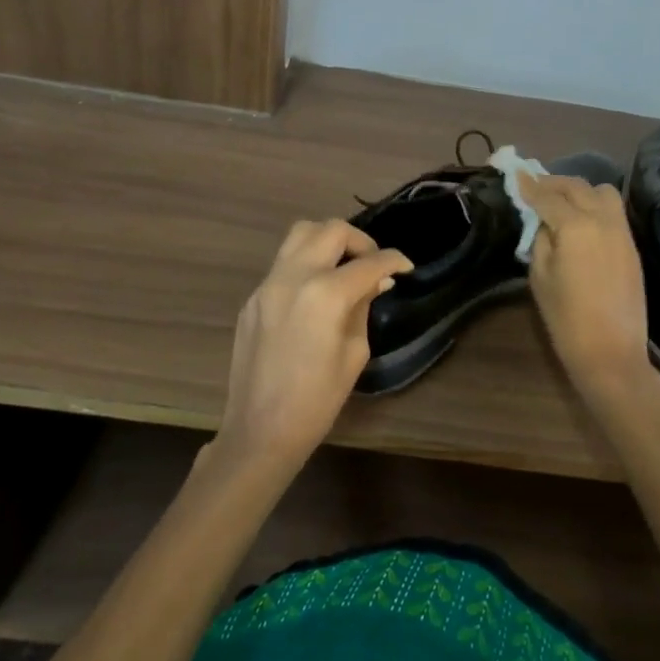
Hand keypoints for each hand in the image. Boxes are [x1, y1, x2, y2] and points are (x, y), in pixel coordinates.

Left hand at [216, 220, 412, 471]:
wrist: (260, 430)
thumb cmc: (317, 400)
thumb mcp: (354, 353)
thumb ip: (364, 306)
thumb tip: (377, 280)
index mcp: (326, 294)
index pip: (369, 261)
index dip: (394, 260)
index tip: (406, 267)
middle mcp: (294, 276)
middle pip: (332, 230)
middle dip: (361, 241)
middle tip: (374, 265)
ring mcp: (268, 284)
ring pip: (301, 233)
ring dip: (329, 240)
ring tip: (344, 266)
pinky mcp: (253, 296)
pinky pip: (284, 262)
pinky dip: (307, 263)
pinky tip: (317, 291)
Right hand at [521, 173, 659, 404]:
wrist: (611, 353)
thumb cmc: (566, 319)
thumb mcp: (540, 277)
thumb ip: (541, 240)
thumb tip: (545, 222)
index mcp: (575, 226)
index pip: (547, 196)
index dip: (529, 185)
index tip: (515, 174)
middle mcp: (602, 219)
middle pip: (576, 187)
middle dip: (553, 183)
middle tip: (534, 185)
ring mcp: (622, 231)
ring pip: (602, 192)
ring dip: (579, 190)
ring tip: (561, 201)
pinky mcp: (632, 245)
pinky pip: (613, 211)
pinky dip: (595, 205)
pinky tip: (581, 218)